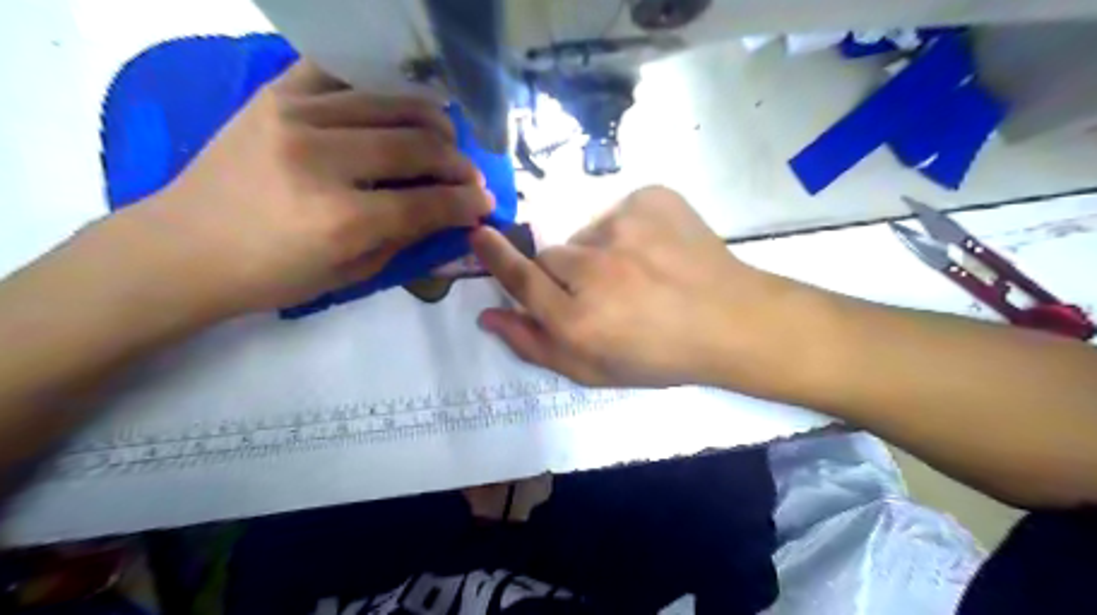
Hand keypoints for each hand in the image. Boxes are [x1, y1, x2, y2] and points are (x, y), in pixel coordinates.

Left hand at [128, 60, 491, 317]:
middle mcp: (321, 160)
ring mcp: (295, 116)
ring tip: (445, 139)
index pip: (428, 202)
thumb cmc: (271, 276)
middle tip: (470, 177)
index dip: (467, 203)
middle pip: (417, 145)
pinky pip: (344, 74)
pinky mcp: (275, 94)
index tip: (486, 203)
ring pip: (392, 103)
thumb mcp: (350, 275)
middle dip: (457, 163)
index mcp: (341, 220)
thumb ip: (406, 241)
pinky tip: (398, 105)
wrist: (183, 247)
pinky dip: (381, 87)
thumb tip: (451, 217)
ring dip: (433, 121)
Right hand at [471, 186, 812, 393]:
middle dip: (565, 273)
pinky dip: (629, 231)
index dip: (495, 258)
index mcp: (578, 320)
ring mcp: (624, 227)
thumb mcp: (593, 369)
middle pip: (551, 256)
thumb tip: (488, 315)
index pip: (520, 279)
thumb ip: (534, 344)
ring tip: (639, 274)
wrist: (731, 320)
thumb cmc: (659, 355)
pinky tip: (657, 252)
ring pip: (585, 235)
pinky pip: (619, 212)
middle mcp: (594, 270)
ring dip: (599, 253)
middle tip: (605, 292)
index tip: (479, 235)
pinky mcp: (650, 200)